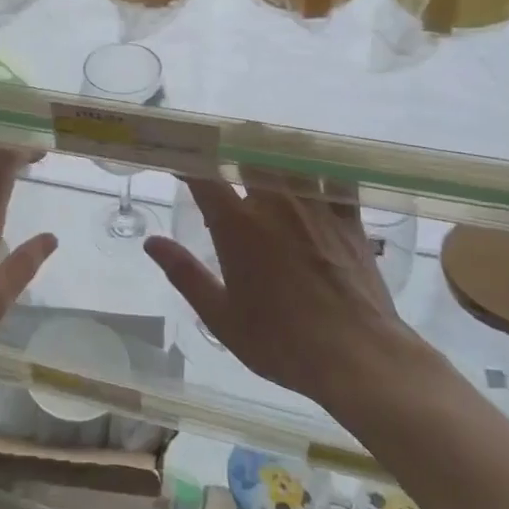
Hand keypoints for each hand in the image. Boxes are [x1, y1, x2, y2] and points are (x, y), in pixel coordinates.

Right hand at [143, 175, 430, 412]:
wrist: (357, 356)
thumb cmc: (281, 341)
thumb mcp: (220, 316)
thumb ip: (185, 274)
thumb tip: (151, 242)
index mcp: (237, 225)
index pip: (204, 176)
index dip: (188, 163)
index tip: (178, 162)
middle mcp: (275, 204)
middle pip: (250, 154)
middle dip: (233, 151)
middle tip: (226, 161)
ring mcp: (317, 208)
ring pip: (293, 160)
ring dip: (276, 156)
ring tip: (269, 161)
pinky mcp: (351, 221)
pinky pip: (338, 180)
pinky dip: (325, 173)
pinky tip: (320, 178)